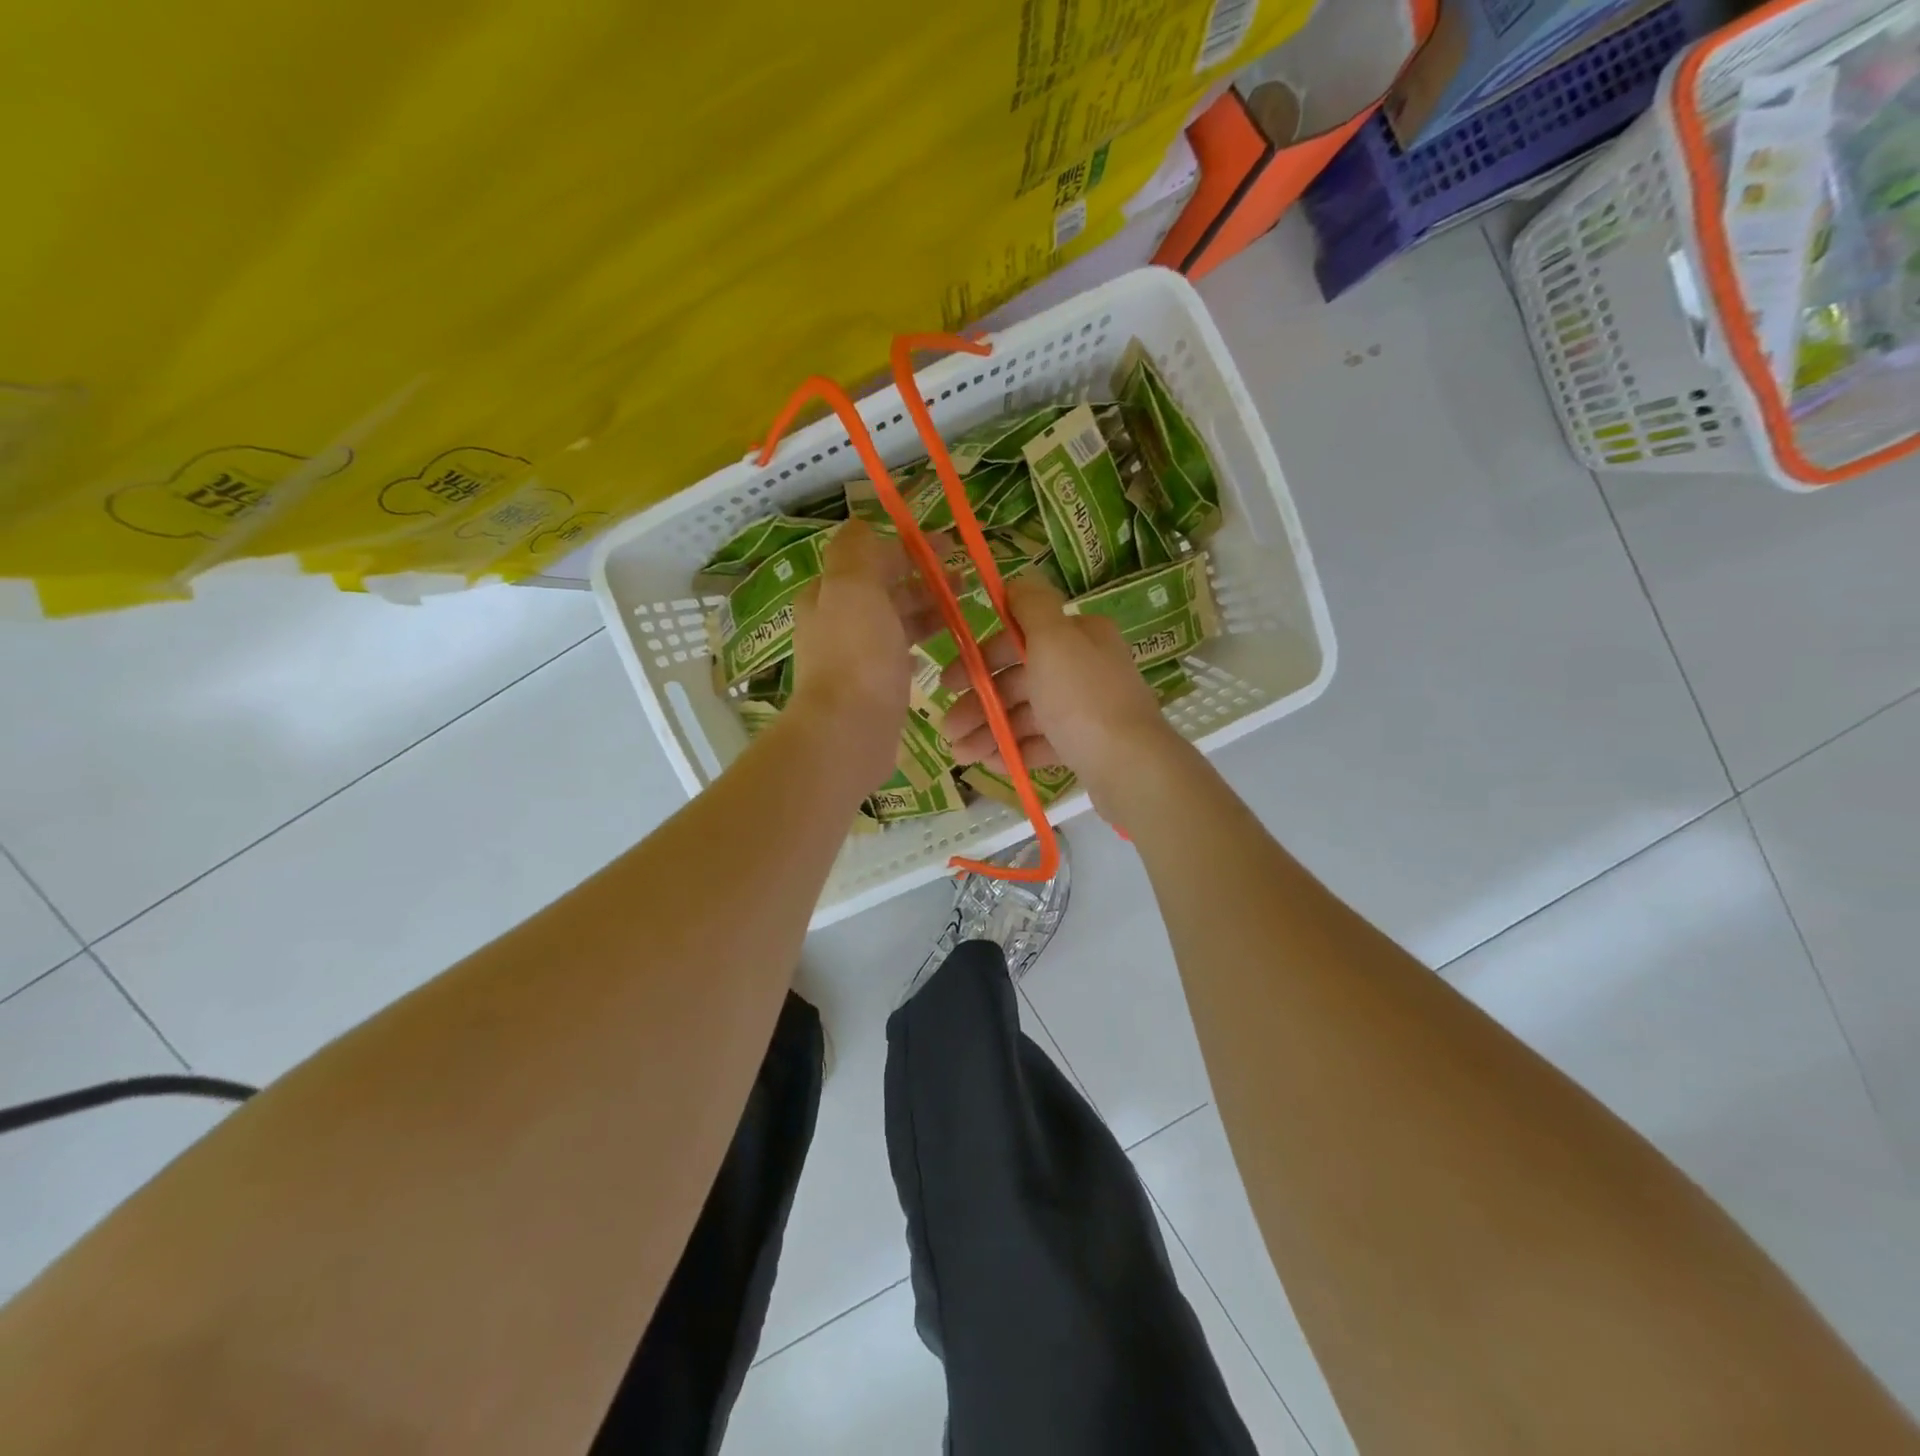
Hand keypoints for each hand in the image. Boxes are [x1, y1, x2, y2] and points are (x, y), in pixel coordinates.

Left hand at [789, 519, 948, 790]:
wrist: (848, 733)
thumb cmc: (857, 656)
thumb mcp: (854, 587)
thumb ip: (859, 550)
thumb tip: (864, 524)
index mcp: (827, 594)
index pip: (870, 558)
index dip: (910, 549)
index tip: (950, 550)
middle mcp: (834, 622)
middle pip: (883, 590)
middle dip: (923, 581)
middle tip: (964, 584)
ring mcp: (850, 658)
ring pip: (892, 623)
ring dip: (925, 612)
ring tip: (960, 615)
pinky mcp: (868, 689)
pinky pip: (895, 657)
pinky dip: (916, 647)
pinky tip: (934, 654)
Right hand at [940, 574, 1181, 812]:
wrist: (1131, 767)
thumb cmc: (1082, 699)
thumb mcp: (1053, 639)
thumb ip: (1032, 606)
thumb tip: (1017, 580)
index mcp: (1079, 636)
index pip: (1019, 638)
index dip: (980, 658)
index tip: (948, 683)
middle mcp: (1085, 667)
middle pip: (1020, 679)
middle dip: (979, 703)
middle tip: (948, 728)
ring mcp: (1087, 709)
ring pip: (1027, 715)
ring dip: (990, 731)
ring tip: (961, 755)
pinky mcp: (1087, 746)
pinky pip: (1043, 743)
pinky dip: (1016, 750)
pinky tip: (990, 764)